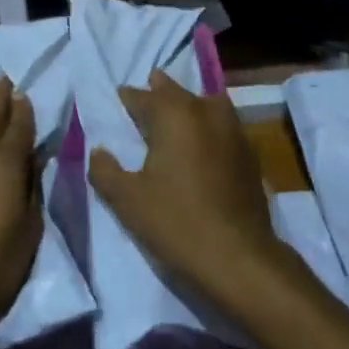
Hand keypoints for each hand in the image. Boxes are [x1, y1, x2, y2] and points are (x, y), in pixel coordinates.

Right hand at [87, 70, 284, 311]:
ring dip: (187, 106)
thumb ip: (105, 171)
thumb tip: (99, 151)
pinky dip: (208, 127)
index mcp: (173, 113)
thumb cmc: (176, 222)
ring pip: (204, 103)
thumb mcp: (127, 200)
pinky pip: (223, 125)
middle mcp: (204, 110)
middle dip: (157, 94)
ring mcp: (232, 128)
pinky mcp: (249, 151)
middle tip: (143, 105)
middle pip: (175, 92)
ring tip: (174, 121)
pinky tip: (202, 146)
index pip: (142, 96)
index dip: (127, 99)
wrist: (238, 257)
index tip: (117, 103)